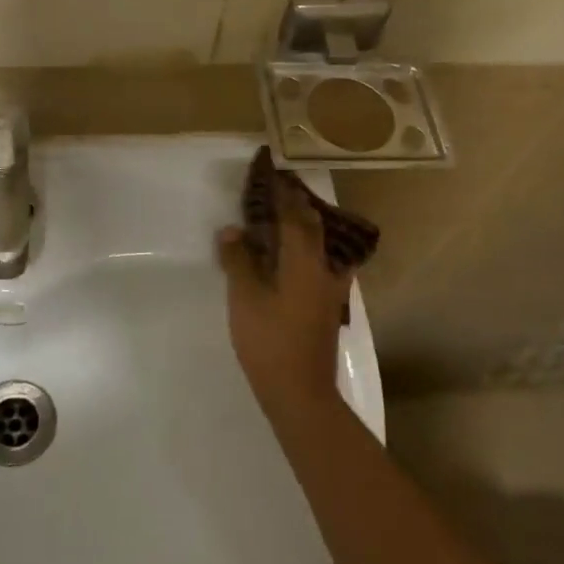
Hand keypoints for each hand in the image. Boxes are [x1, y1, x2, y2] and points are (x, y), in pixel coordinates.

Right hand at [217, 175, 353, 410]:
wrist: (300, 390)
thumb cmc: (269, 340)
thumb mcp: (244, 298)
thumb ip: (238, 260)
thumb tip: (233, 230)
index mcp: (303, 260)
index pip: (293, 215)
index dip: (281, 193)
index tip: (270, 173)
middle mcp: (323, 267)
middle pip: (314, 224)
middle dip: (297, 203)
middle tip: (279, 188)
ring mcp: (331, 287)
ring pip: (323, 243)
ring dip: (307, 224)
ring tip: (288, 215)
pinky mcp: (328, 305)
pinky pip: (324, 262)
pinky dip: (312, 249)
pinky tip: (301, 256)